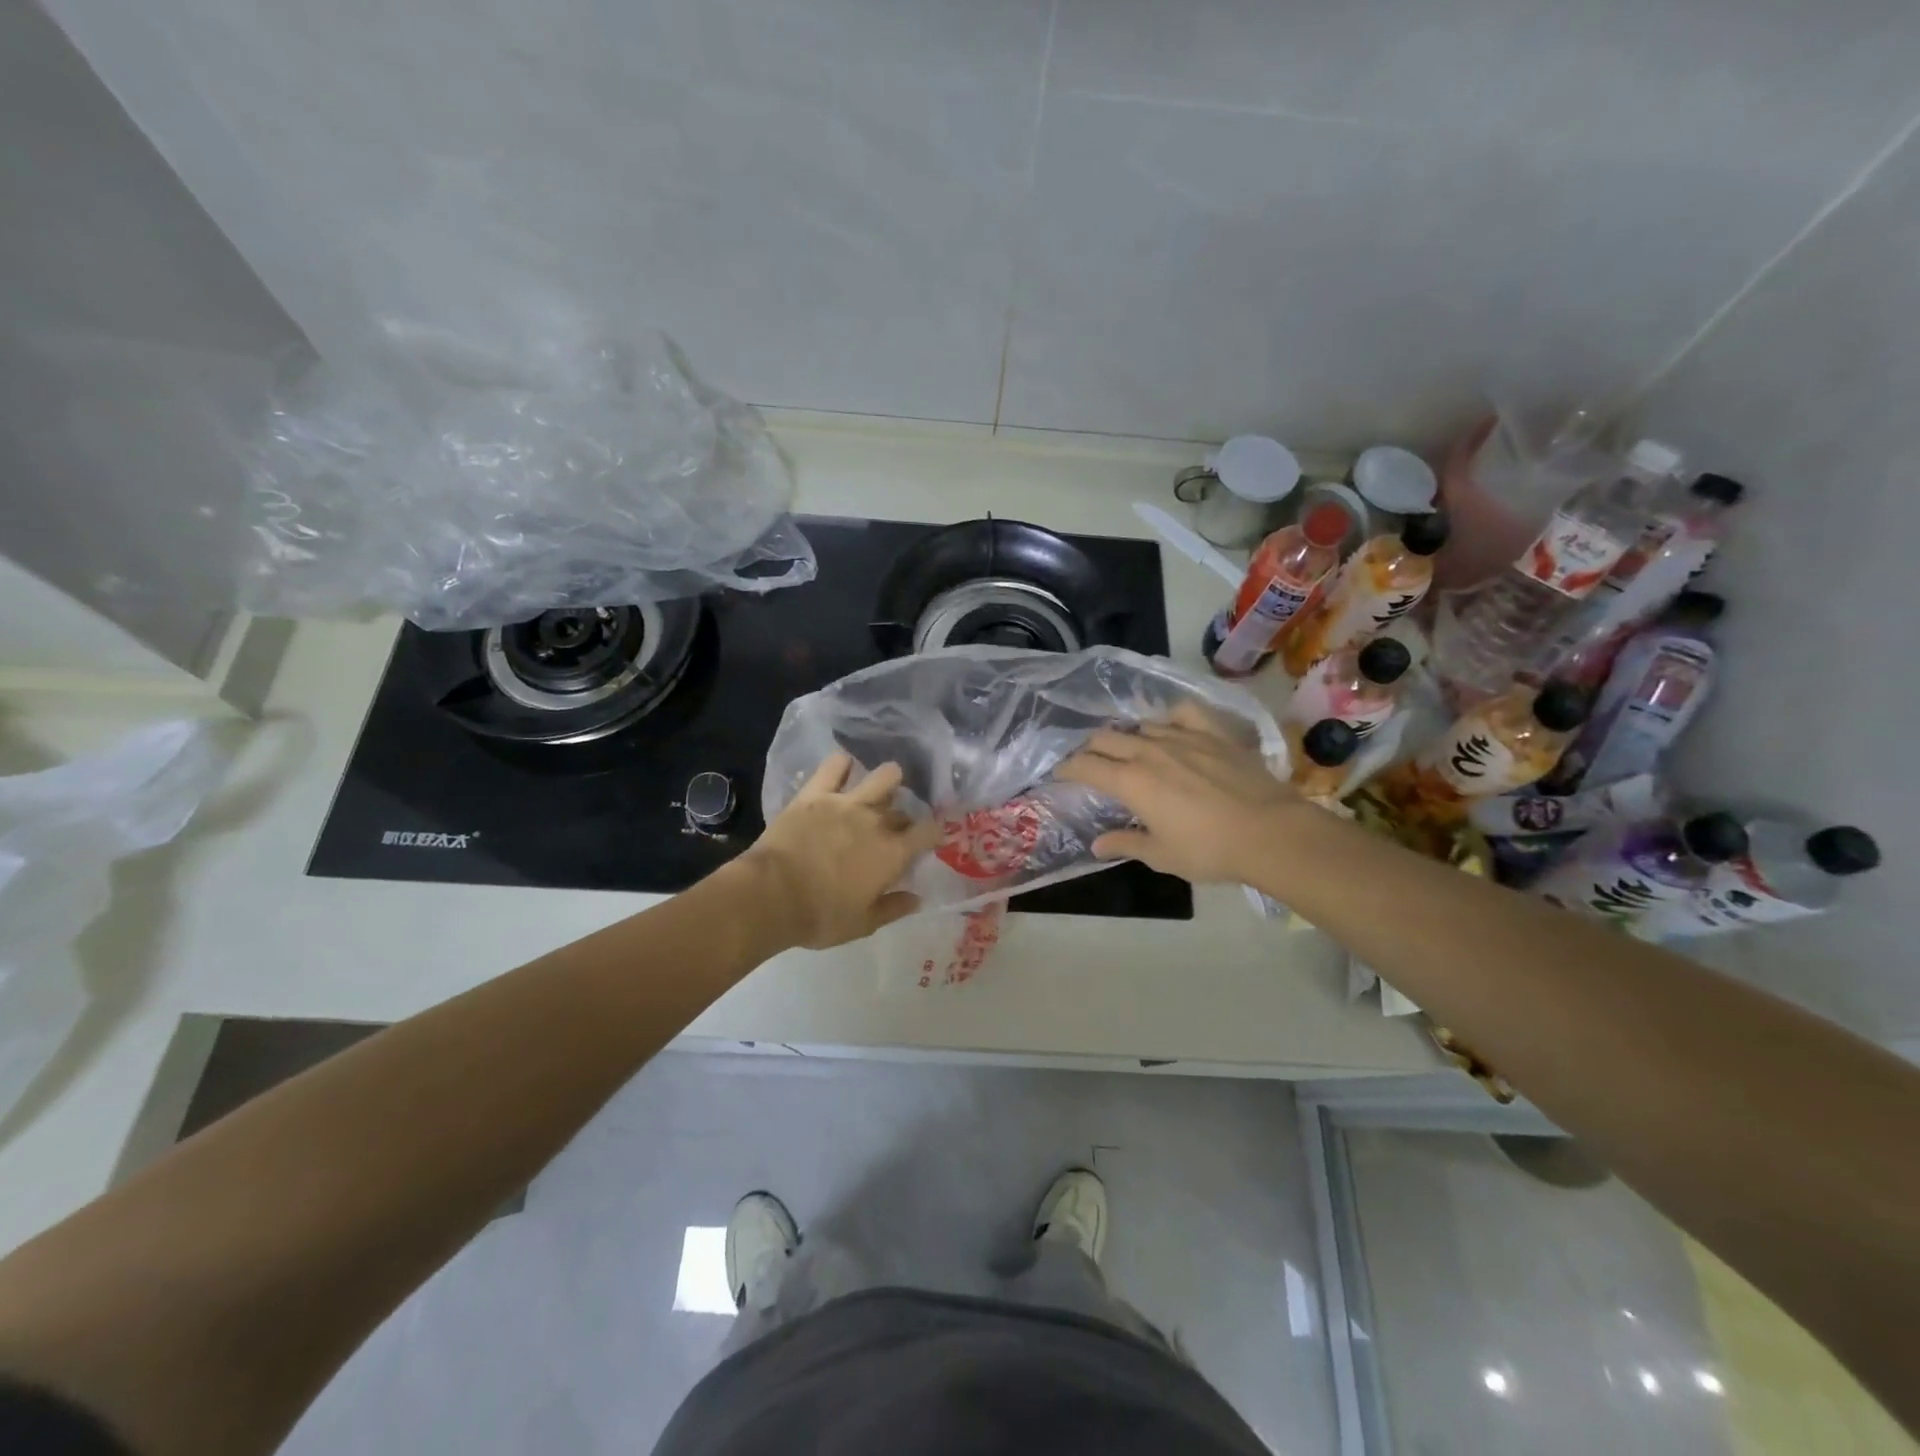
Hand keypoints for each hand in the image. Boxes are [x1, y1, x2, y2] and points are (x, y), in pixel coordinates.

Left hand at [743, 752, 941, 949]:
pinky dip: (842, 764)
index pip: (928, 832)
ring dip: (888, 780)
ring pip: (883, 776)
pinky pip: (834, 766)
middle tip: (893, 830)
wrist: (771, 895)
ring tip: (882, 787)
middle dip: (903, 819)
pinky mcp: (816, 794)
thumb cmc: (821, 917)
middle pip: (902, 811)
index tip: (931, 838)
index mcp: (892, 854)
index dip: (934, 833)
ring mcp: (846, 802)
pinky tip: (844, 766)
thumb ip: (894, 908)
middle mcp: (876, 822)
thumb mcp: (863, 924)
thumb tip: (917, 899)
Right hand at [1055, 703, 1300, 883]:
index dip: (1067, 768)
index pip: (1085, 765)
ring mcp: (1183, 736)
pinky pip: (1183, 712)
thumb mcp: (1161, 855)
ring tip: (1129, 749)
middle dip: (1091, 749)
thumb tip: (1097, 845)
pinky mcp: (1214, 732)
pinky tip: (1170, 727)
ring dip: (1128, 737)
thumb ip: (1125, 844)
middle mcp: (1149, 750)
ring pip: (1141, 726)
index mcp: (1130, 781)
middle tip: (1090, 763)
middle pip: (1107, 738)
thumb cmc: (1209, 850)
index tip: (1060, 774)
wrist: (1270, 832)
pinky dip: (1169, 717)